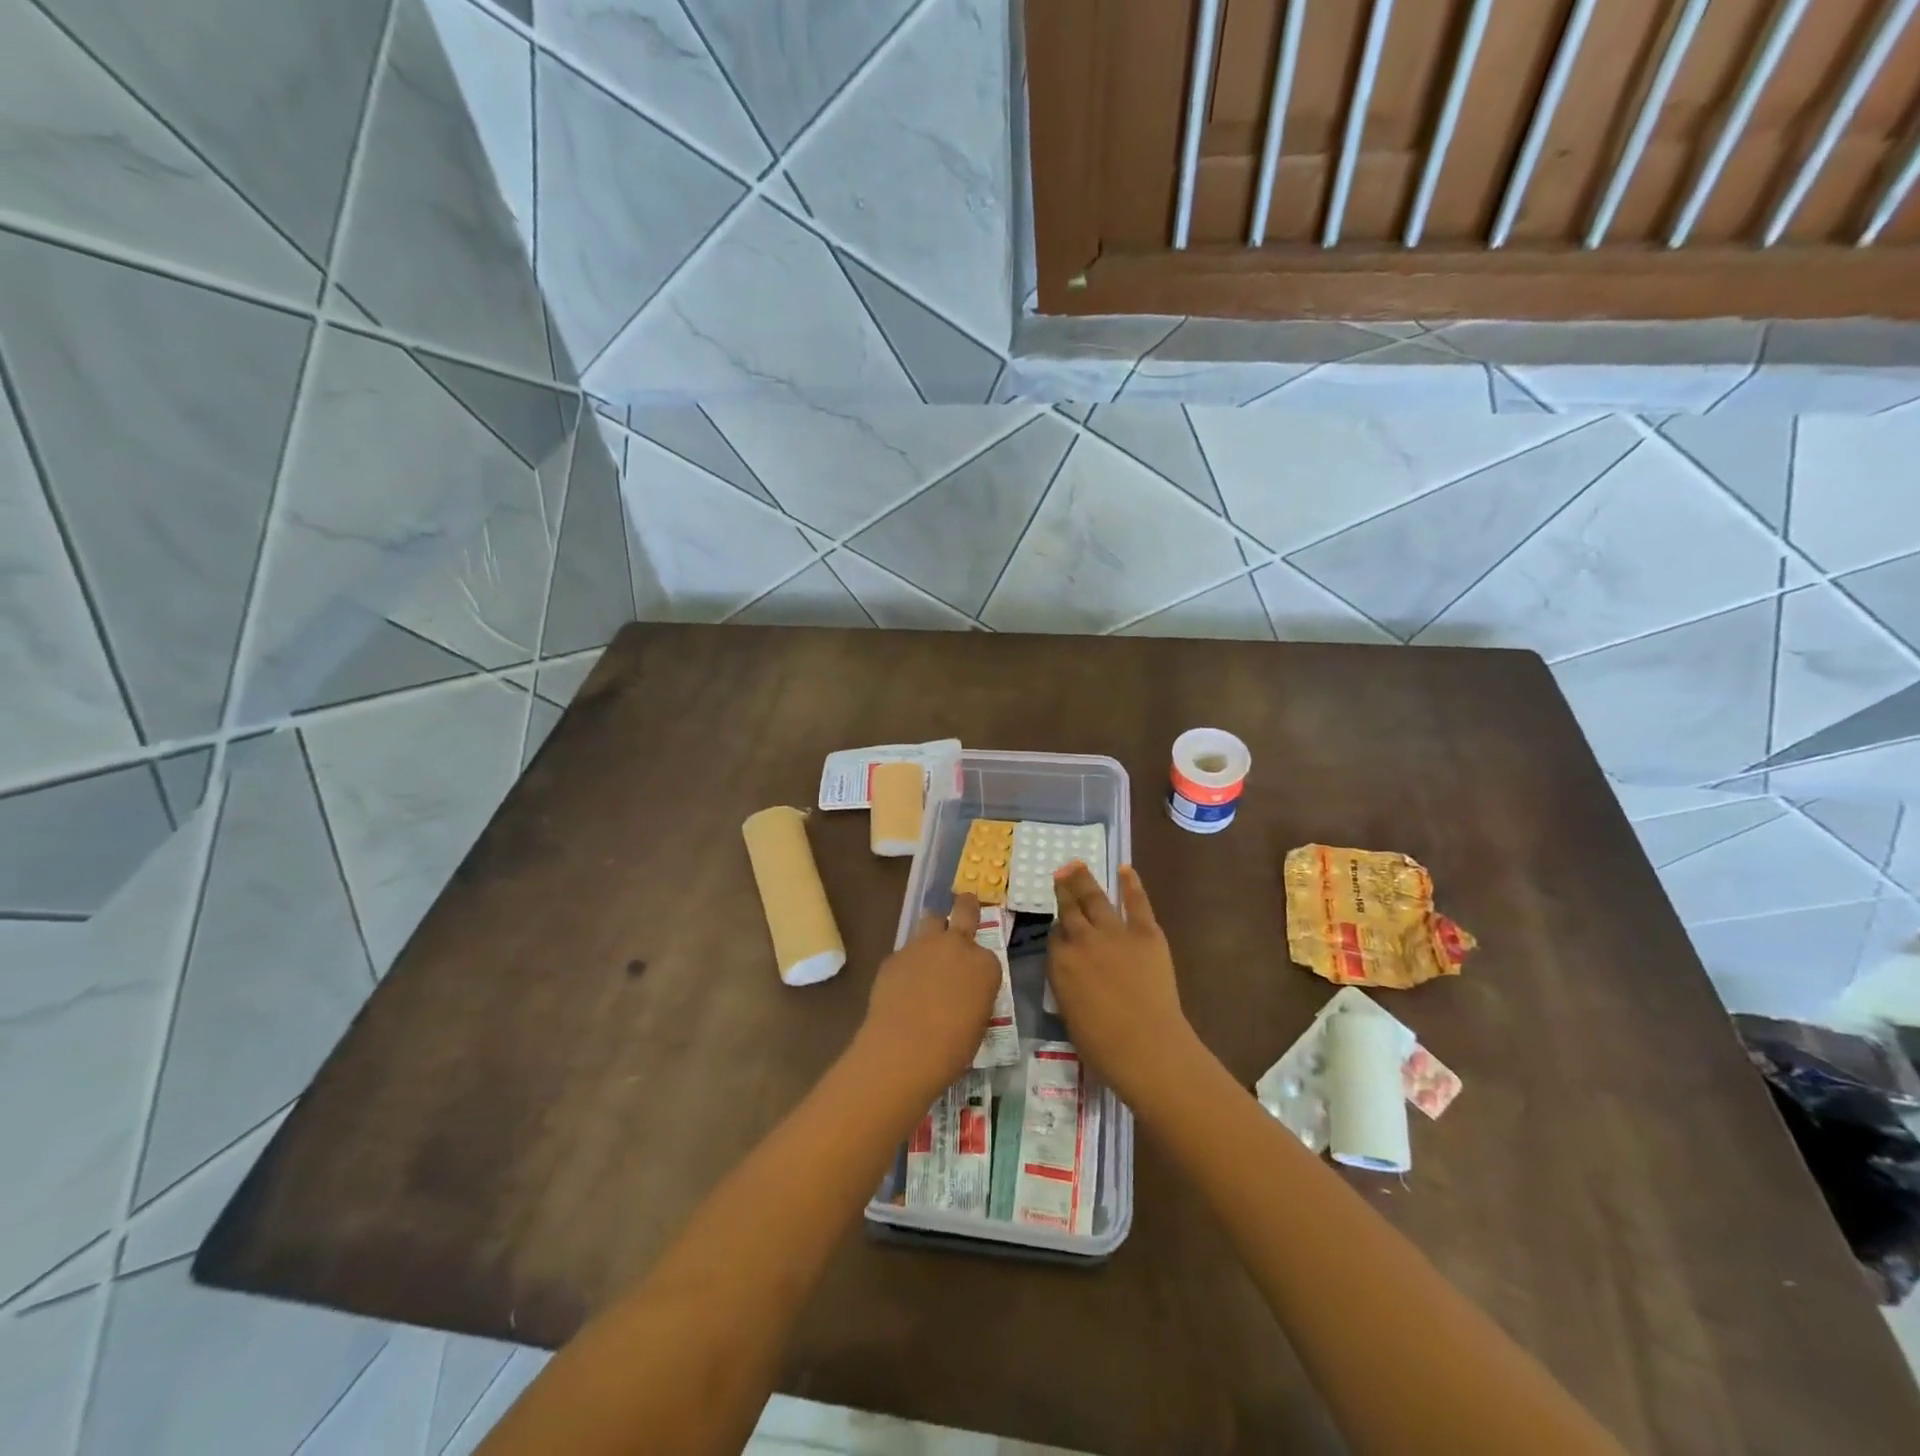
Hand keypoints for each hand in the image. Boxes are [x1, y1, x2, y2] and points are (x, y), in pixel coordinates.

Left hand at [853, 894, 1002, 1104]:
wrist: (904, 1049)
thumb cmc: (952, 1047)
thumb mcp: (978, 1022)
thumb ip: (974, 996)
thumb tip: (963, 995)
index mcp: (985, 964)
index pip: (987, 955)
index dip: (980, 967)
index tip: (974, 981)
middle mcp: (957, 945)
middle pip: (964, 910)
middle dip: (966, 906)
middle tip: (966, 904)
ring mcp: (923, 946)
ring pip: (931, 921)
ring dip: (933, 931)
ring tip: (928, 951)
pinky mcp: (895, 955)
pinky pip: (906, 952)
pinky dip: (908, 963)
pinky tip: (902, 986)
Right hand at [1048, 863, 1198, 1106]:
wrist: (1146, 1046)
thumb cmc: (1102, 1045)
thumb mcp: (1069, 1013)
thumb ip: (1067, 984)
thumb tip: (1073, 972)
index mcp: (1059, 963)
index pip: (1055, 936)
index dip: (1058, 929)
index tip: (1060, 924)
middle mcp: (1082, 940)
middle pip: (1069, 909)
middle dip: (1064, 889)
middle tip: (1060, 872)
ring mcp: (1114, 932)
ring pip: (1095, 898)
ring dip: (1084, 879)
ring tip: (1077, 864)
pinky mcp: (1146, 933)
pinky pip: (1136, 902)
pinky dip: (1131, 885)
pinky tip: (1126, 869)